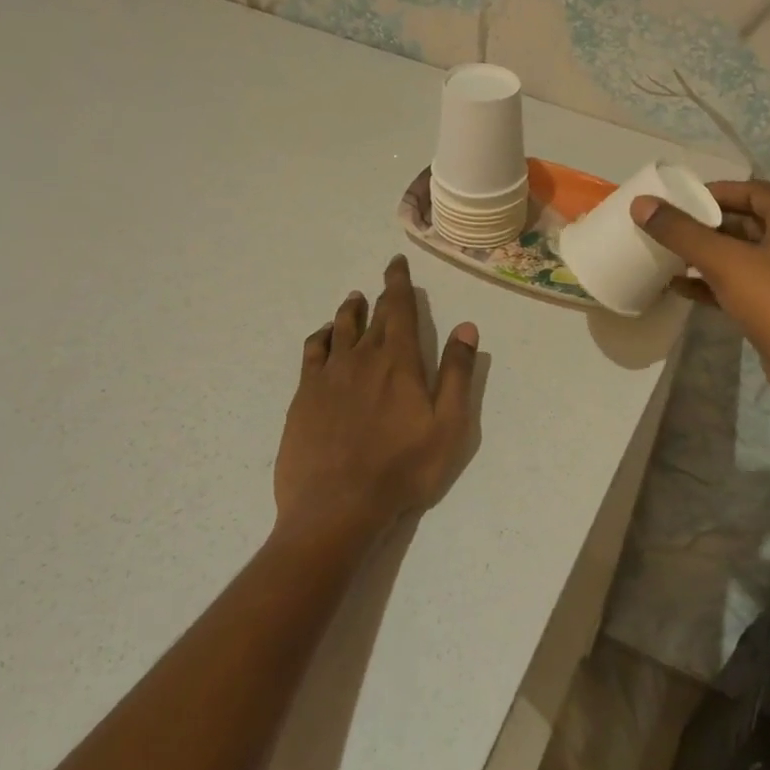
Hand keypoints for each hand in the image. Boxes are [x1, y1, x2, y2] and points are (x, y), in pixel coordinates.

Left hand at [274, 255, 478, 540]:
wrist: (337, 506)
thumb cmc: (404, 468)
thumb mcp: (448, 425)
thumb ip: (457, 374)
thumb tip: (466, 327)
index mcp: (399, 362)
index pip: (399, 309)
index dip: (398, 283)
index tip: (396, 263)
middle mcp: (362, 358)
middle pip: (372, 317)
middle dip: (380, 296)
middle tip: (384, 282)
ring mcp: (328, 376)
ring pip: (339, 330)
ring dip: (348, 311)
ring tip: (352, 300)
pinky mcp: (304, 396)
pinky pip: (312, 353)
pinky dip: (320, 337)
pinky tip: (323, 337)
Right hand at [631, 182, 769, 439]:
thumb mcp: (726, 262)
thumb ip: (682, 232)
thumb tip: (642, 204)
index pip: (752, 191)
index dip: (714, 191)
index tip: (677, 199)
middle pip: (744, 223)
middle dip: (704, 225)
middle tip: (665, 226)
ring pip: (739, 257)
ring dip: (704, 255)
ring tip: (664, 254)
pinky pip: (738, 285)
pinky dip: (710, 284)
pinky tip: (677, 287)